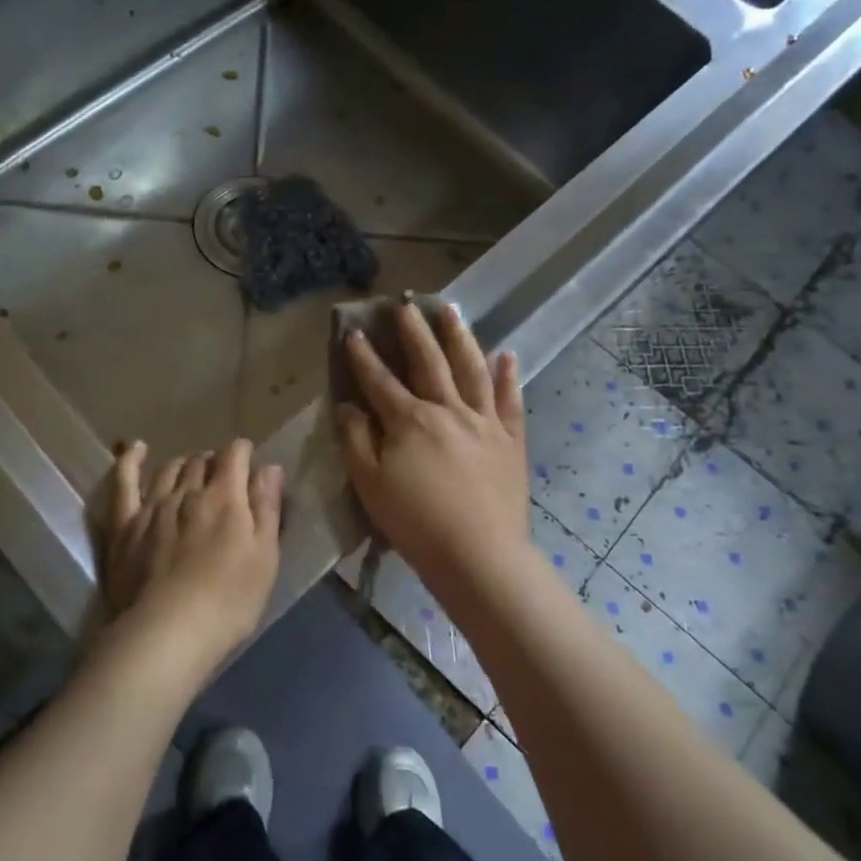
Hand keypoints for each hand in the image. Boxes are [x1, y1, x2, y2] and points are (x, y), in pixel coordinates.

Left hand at [101, 438, 283, 675]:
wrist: (168, 631)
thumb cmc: (229, 600)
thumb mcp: (265, 557)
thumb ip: (266, 508)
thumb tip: (269, 467)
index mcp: (225, 497)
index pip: (234, 455)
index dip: (242, 452)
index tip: (248, 460)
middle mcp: (187, 492)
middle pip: (201, 461)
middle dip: (214, 461)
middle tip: (222, 477)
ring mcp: (152, 506)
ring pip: (169, 469)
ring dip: (183, 464)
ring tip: (191, 472)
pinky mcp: (125, 524)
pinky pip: (124, 482)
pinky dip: (130, 461)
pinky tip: (136, 449)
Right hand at [336, 302, 530, 590]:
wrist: (478, 556)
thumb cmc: (415, 522)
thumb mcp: (369, 484)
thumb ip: (355, 440)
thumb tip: (348, 406)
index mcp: (409, 420)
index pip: (380, 380)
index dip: (364, 356)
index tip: (354, 333)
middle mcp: (448, 410)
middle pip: (428, 362)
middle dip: (414, 332)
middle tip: (406, 304)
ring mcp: (484, 422)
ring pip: (471, 369)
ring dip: (460, 337)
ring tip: (452, 311)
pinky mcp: (511, 441)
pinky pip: (511, 401)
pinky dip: (509, 376)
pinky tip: (507, 355)